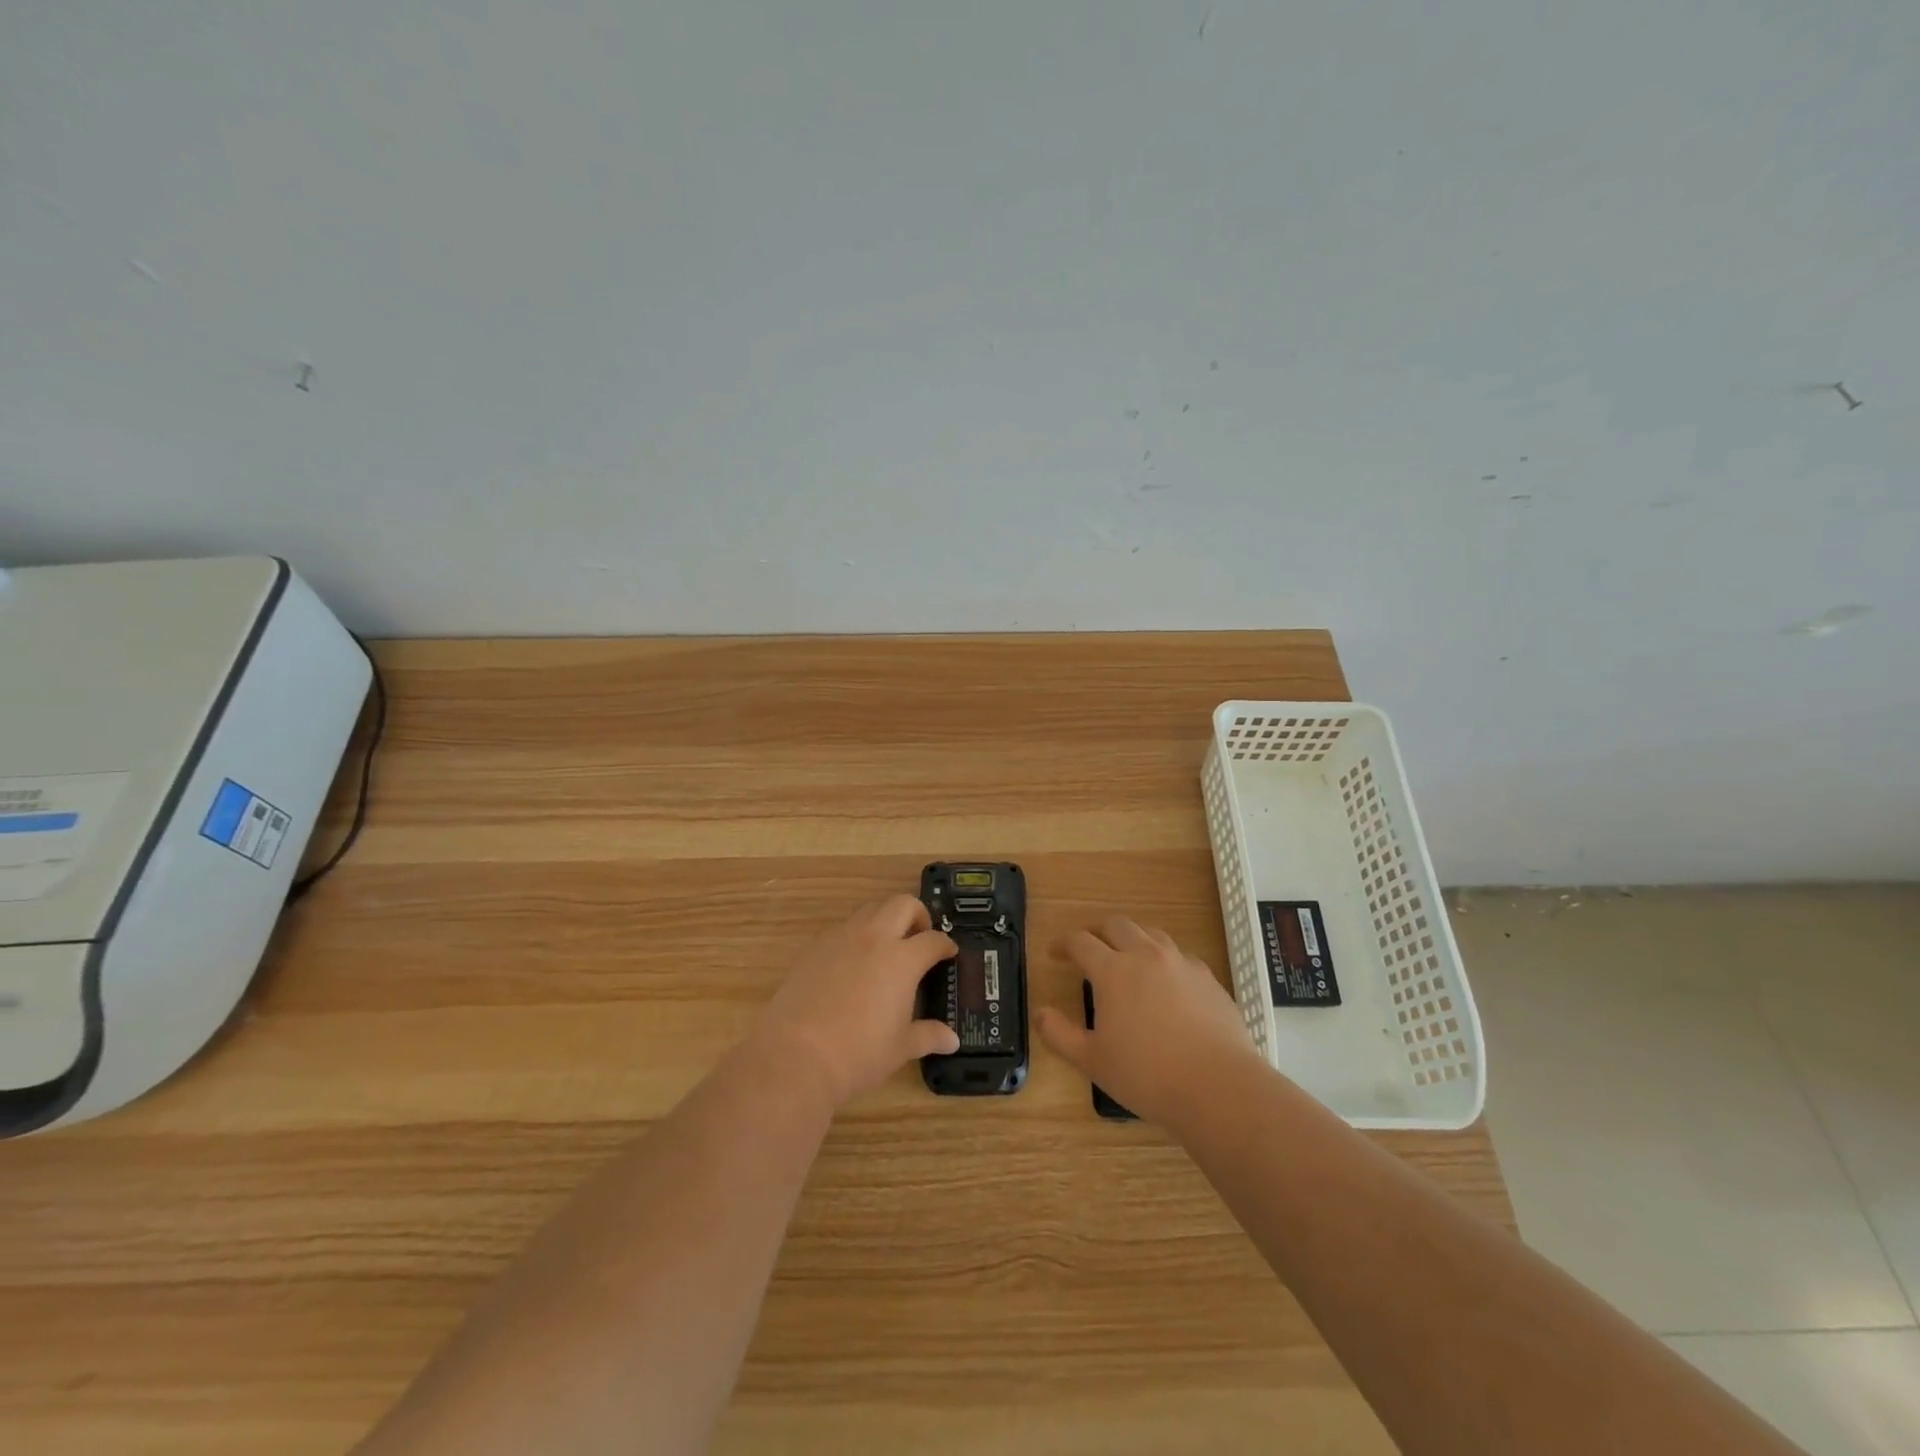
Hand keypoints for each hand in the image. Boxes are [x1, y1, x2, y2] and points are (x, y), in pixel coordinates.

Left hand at [753, 896, 959, 1108]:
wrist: (796, 1055)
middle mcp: (874, 938)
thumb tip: (952, 1040)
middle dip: (917, 914)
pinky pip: (842, 928)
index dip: (945, 945)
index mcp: (902, 959)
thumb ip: (928, 1036)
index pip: (933, 940)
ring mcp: (841, 938)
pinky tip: (852, 963)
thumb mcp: (900, 1048)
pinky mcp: (814, 947)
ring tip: (887, 946)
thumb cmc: (858, 1054)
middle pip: (902, 904)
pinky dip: (856, 936)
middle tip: (920, 936)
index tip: (949, 953)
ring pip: (870, 910)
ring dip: (885, 919)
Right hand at [1036, 916, 1259, 1127]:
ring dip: (1132, 939)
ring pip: (1151, 934)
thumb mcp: (1093, 1061)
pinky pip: (1180, 956)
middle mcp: (1146, 956)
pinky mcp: (1208, 978)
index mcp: (1113, 970)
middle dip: (1097, 932)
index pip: (1081, 942)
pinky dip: (1164, 959)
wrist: (1219, 1087)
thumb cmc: (1147, 1075)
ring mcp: (1181, 963)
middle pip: (1116, 925)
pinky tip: (1166, 982)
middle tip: (1088, 948)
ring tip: (1127, 958)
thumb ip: (1060, 1034)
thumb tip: (1040, 1013)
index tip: (1055, 952)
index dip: (1063, 944)